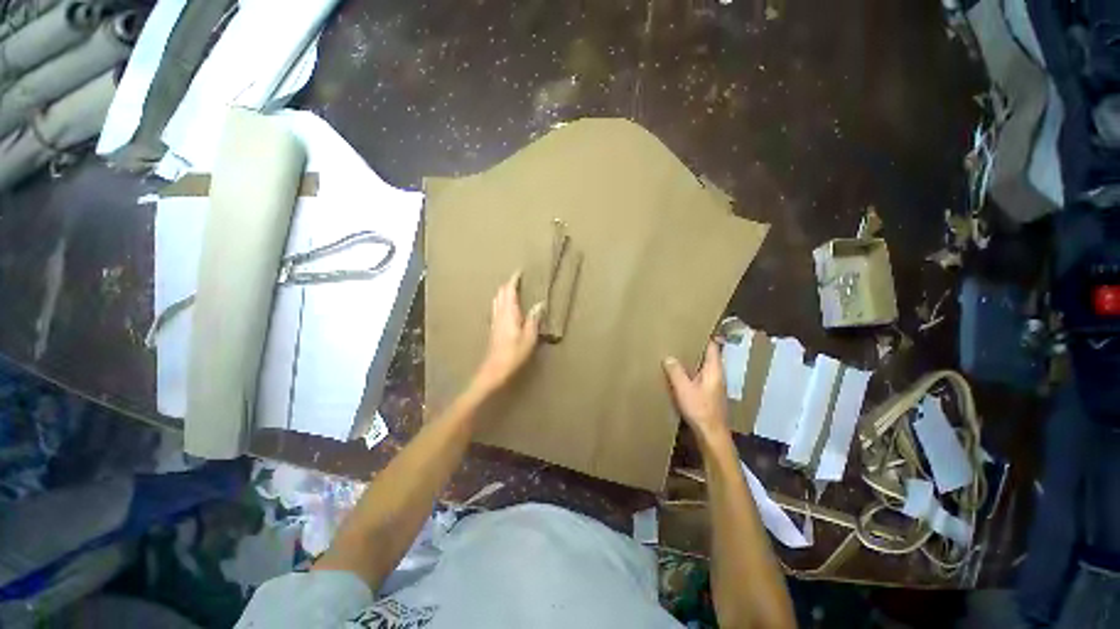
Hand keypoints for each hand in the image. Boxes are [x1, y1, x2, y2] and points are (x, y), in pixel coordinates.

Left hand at [473, 271, 542, 394]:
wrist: (495, 369)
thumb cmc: (514, 354)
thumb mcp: (529, 337)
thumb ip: (533, 319)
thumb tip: (539, 304)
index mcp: (509, 313)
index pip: (509, 291)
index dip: (514, 280)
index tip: (519, 272)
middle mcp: (500, 314)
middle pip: (501, 293)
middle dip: (508, 284)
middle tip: (517, 280)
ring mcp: (495, 320)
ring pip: (497, 300)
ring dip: (503, 292)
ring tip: (512, 289)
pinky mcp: (493, 328)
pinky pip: (496, 308)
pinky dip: (501, 301)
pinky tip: (505, 306)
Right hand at [663, 341, 729, 442]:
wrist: (711, 434)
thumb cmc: (700, 409)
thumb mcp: (684, 389)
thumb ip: (676, 371)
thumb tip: (668, 357)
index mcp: (714, 370)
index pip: (713, 347)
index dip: (705, 336)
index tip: (694, 328)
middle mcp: (717, 375)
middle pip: (709, 356)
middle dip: (697, 347)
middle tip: (681, 339)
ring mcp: (715, 385)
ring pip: (704, 367)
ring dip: (694, 360)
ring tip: (678, 353)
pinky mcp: (710, 394)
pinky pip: (701, 376)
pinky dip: (693, 371)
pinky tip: (681, 374)